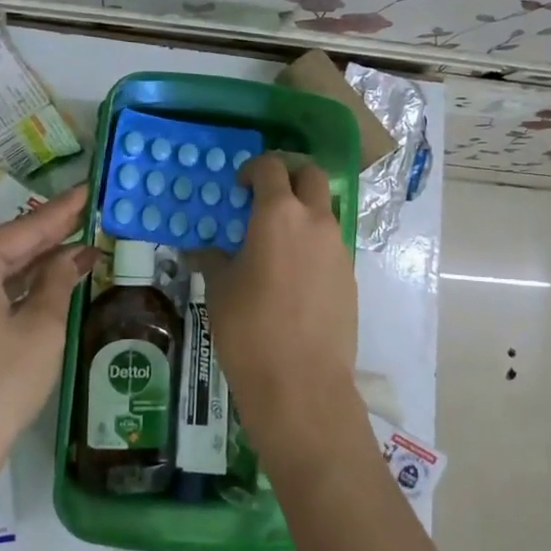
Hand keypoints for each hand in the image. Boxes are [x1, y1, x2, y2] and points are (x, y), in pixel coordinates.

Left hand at [0, 186, 96, 493]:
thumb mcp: (41, 331)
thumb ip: (58, 282)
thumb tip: (73, 255)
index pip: (25, 229)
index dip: (62, 212)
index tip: (87, 189)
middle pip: (5, 247)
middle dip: (48, 237)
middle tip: (87, 218)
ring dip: (32, 265)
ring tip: (75, 248)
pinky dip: (11, 289)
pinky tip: (41, 284)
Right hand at [197, 155, 362, 470]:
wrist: (301, 383)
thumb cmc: (249, 329)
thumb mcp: (220, 290)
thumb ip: (212, 260)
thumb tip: (199, 252)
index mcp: (279, 215)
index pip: (272, 167)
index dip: (254, 169)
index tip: (239, 187)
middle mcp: (315, 222)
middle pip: (312, 176)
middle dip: (290, 178)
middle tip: (266, 200)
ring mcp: (338, 249)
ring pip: (325, 212)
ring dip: (304, 213)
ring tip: (277, 245)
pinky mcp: (350, 277)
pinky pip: (331, 246)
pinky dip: (313, 246)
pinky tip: (293, 279)